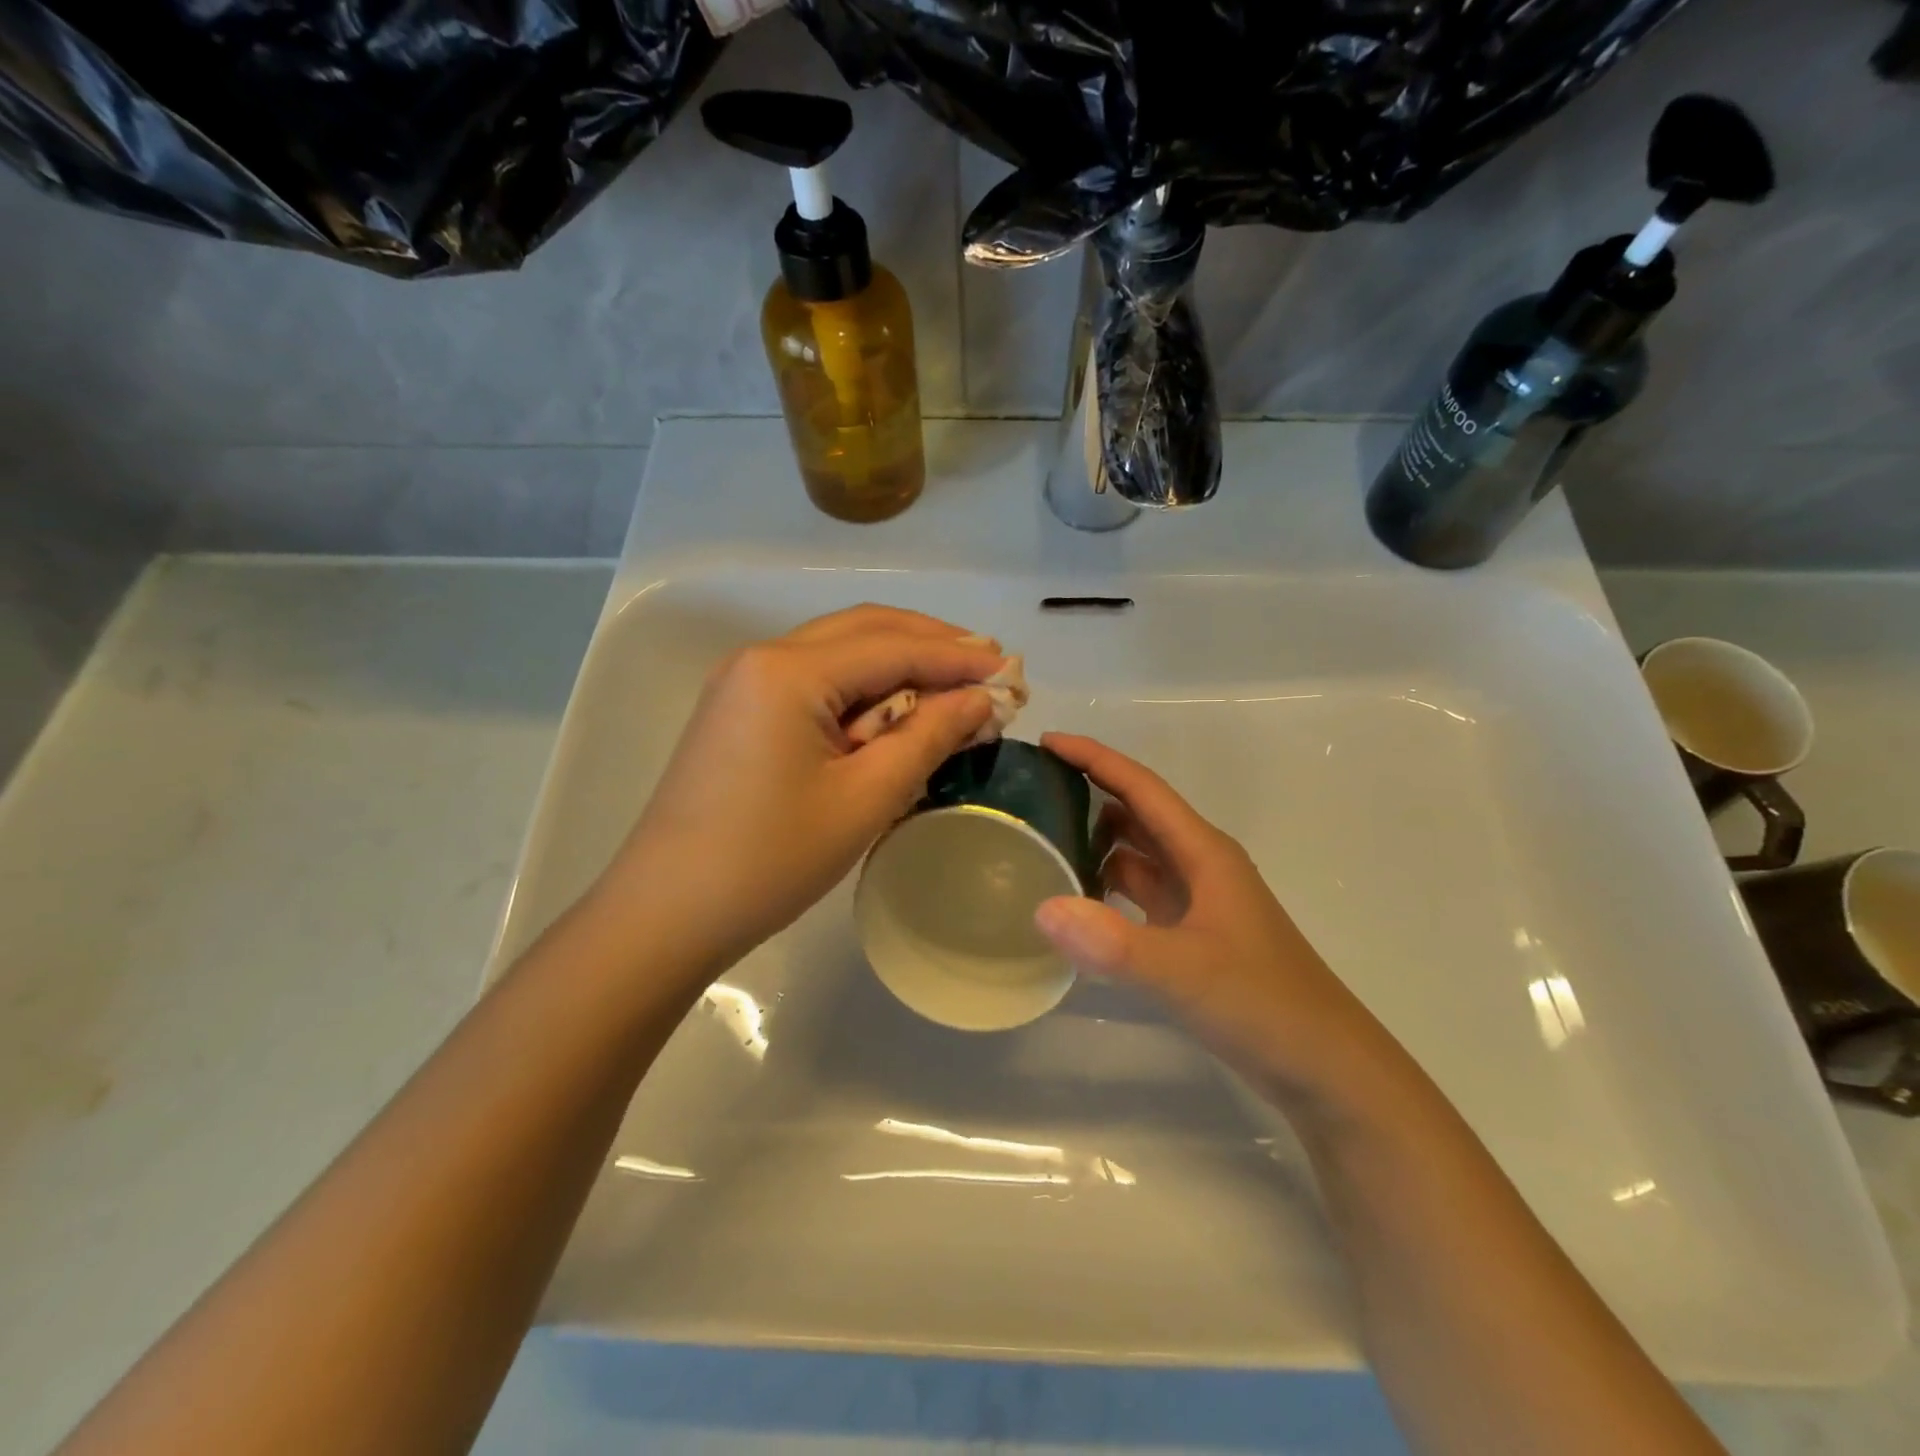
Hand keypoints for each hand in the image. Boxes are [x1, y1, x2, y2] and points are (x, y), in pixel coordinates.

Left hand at [600, 606, 1003, 977]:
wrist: (665, 913)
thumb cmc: (769, 859)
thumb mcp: (864, 798)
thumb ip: (927, 736)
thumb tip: (978, 699)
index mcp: (788, 670)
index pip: (892, 646)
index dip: (957, 655)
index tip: (1010, 668)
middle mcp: (762, 659)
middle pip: (863, 631)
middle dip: (929, 645)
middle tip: (985, 668)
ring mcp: (744, 684)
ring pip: (838, 654)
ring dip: (897, 667)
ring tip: (950, 692)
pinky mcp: (739, 713)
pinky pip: (814, 685)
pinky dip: (861, 693)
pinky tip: (893, 717)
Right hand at [1033, 733, 1392, 1106]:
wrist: (1325, 1068)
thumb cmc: (1264, 1005)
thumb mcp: (1186, 972)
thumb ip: (1114, 943)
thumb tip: (1042, 907)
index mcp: (1204, 852)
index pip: (1140, 787)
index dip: (1095, 759)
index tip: (1046, 741)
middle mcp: (1199, 865)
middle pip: (1136, 812)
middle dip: (1087, 793)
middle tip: (1030, 791)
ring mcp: (1196, 901)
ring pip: (1136, 853)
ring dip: (1094, 840)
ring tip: (1040, 839)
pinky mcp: (1190, 934)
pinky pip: (1138, 893)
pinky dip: (1105, 886)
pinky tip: (1074, 900)